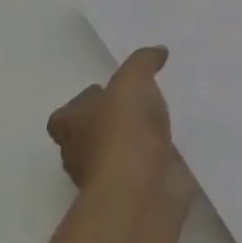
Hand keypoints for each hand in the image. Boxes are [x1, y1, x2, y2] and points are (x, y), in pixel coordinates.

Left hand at [47, 46, 195, 212]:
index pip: (65, 115)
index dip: (85, 102)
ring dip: (136, 139)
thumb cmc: (124, 130)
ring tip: (163, 119)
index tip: (109, 92)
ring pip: (118, 151)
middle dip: (112, 120)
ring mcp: (106, 177)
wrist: (141, 189)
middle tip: (141, 102)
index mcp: (71, 126)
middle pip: (90, 134)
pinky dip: (155, 157)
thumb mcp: (133, 80)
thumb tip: (157, 52)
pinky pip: (143, 167)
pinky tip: (175, 142)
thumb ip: (143, 61)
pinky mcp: (132, 190)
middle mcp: (80, 154)